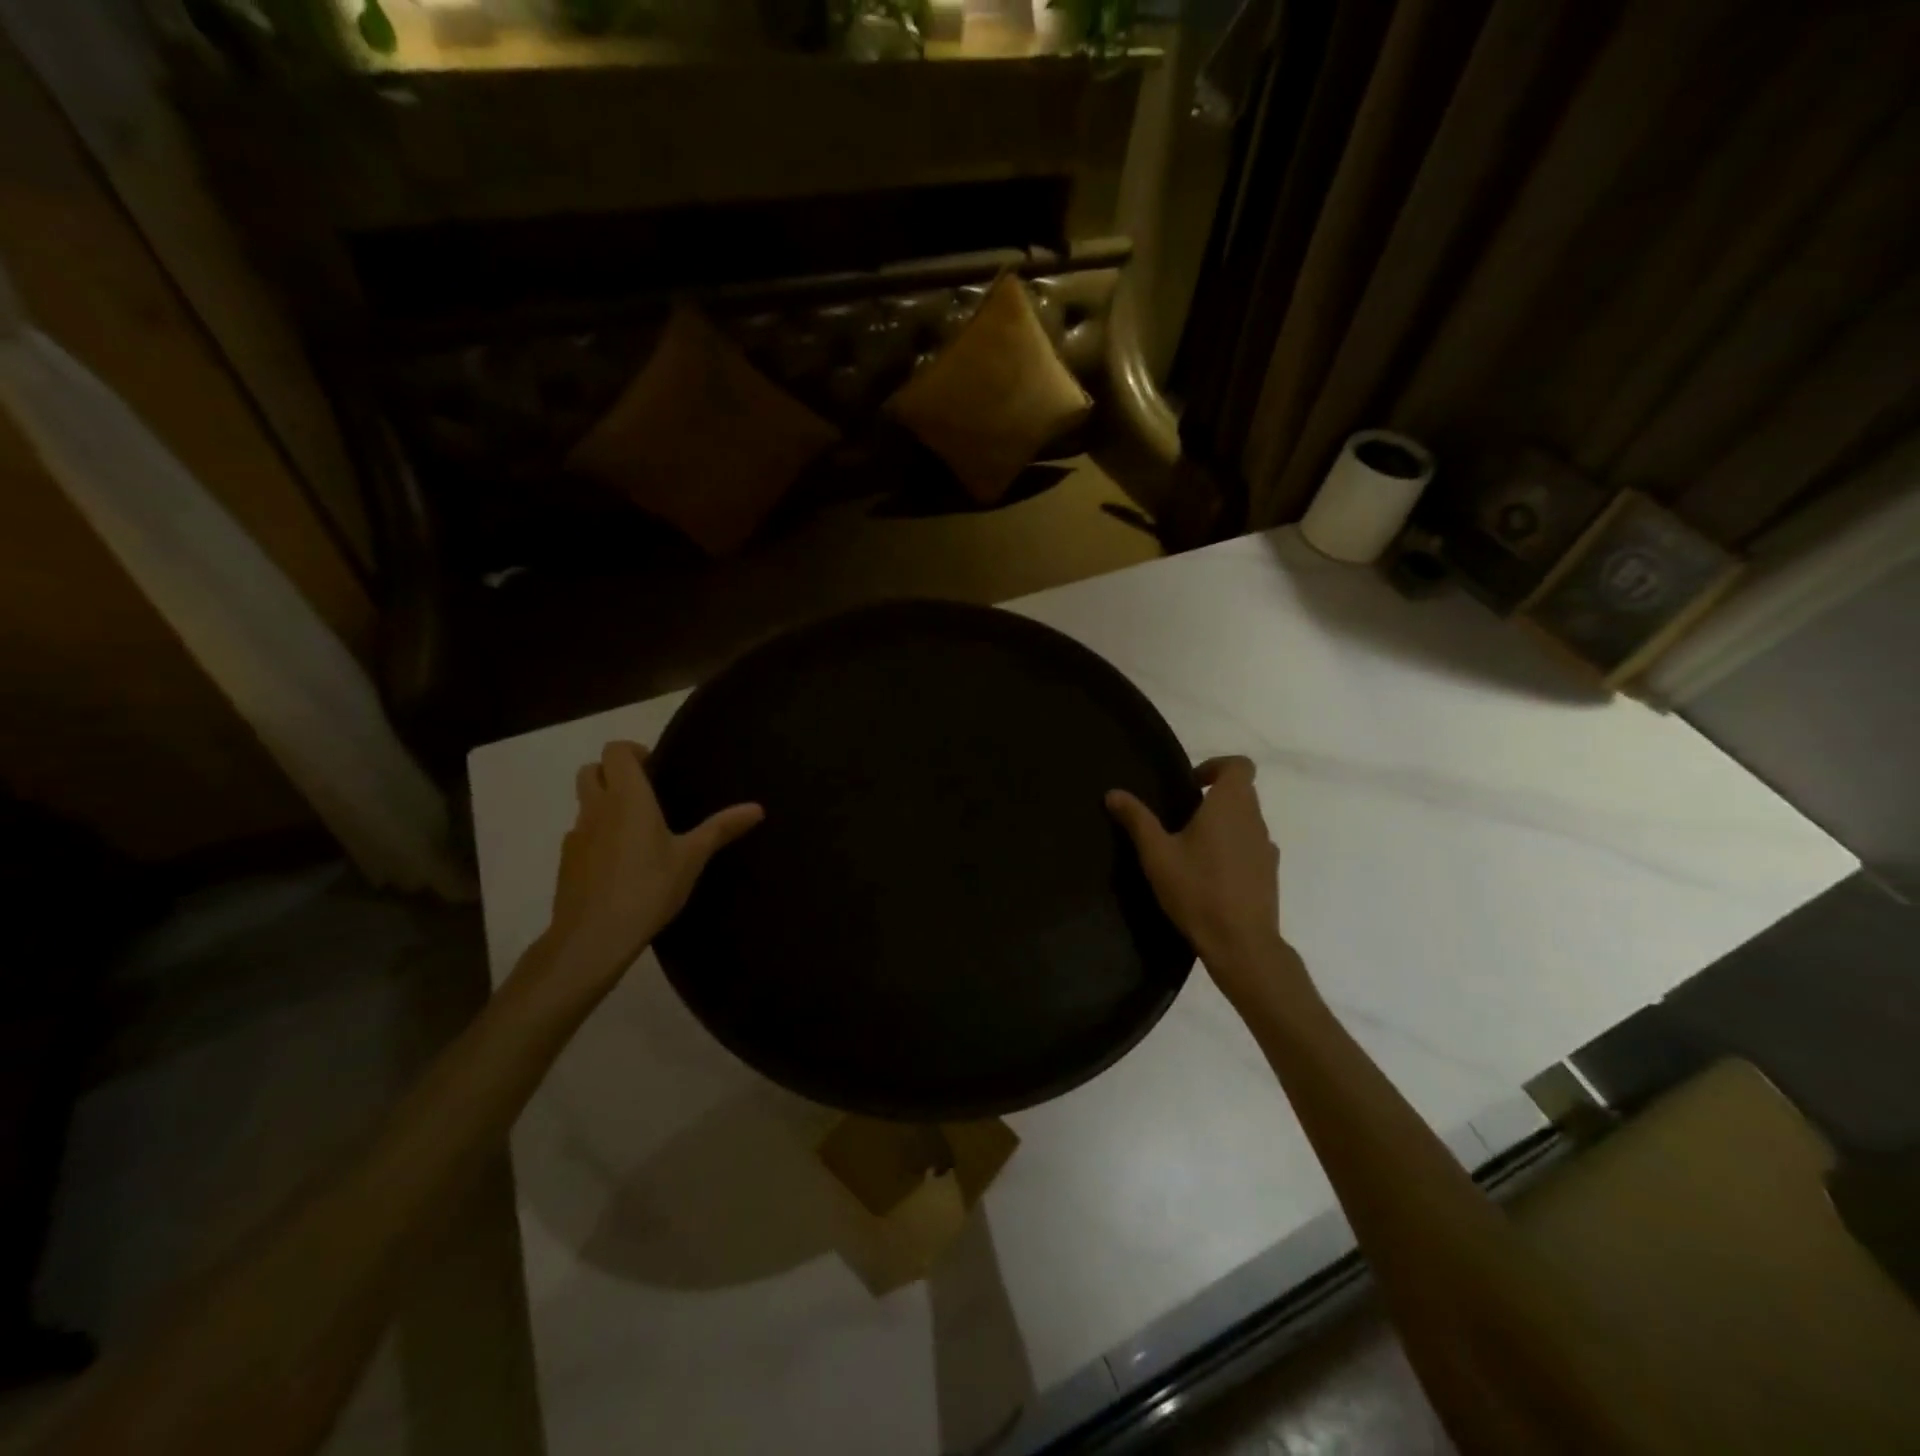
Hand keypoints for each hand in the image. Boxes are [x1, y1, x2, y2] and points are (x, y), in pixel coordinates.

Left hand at [539, 741, 762, 992]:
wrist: (593, 937)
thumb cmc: (648, 888)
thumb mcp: (692, 858)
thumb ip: (721, 829)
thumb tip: (758, 808)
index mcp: (627, 797)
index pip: (615, 751)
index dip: (632, 751)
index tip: (655, 768)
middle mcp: (597, 808)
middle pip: (591, 771)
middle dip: (612, 773)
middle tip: (644, 793)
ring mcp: (576, 836)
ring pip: (584, 804)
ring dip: (604, 804)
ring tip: (636, 831)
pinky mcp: (566, 863)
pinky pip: (580, 835)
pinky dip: (596, 836)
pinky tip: (619, 864)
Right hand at [1108, 757, 1305, 1007]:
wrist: (1241, 943)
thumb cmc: (1197, 890)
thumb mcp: (1157, 854)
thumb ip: (1136, 819)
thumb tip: (1113, 793)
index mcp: (1230, 806)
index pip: (1239, 765)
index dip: (1215, 766)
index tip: (1190, 785)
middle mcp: (1254, 820)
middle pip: (1242, 792)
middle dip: (1213, 797)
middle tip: (1180, 817)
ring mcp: (1266, 848)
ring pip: (1246, 821)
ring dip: (1223, 824)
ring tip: (1191, 848)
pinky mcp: (1269, 874)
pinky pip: (1251, 847)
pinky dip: (1233, 849)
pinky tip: (1209, 874)